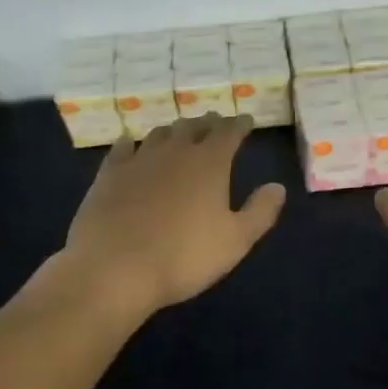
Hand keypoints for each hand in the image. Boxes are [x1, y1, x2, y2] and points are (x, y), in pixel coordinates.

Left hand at [59, 113, 286, 320]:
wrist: (115, 268)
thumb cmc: (184, 256)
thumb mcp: (236, 241)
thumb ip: (260, 211)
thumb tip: (278, 187)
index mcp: (210, 163)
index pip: (229, 132)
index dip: (239, 124)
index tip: (246, 120)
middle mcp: (176, 151)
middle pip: (194, 126)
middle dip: (208, 123)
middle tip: (215, 123)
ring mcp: (139, 159)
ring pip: (160, 133)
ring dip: (174, 130)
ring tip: (179, 133)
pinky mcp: (109, 174)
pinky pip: (122, 148)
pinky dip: (130, 143)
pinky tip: (129, 145)